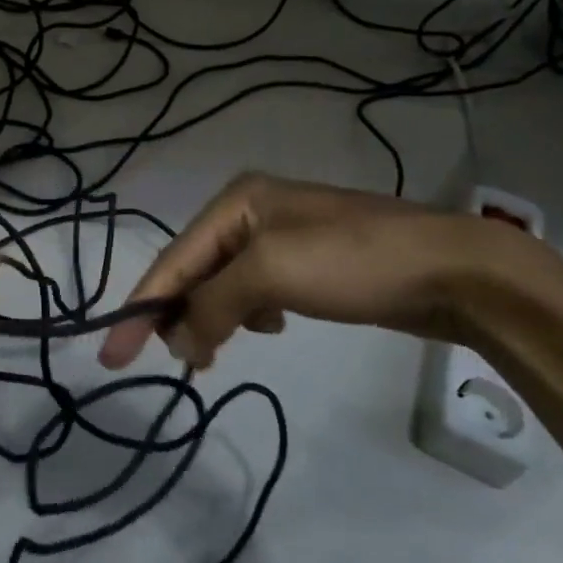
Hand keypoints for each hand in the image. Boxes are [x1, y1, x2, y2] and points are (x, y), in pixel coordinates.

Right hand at [100, 172, 529, 369]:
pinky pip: (255, 293)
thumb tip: (180, 341)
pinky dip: (249, 316)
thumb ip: (213, 304)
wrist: (452, 270)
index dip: (140, 307)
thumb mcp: (270, 272)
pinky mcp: (307, 265)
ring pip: (223, 286)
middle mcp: (251, 213)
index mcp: (236, 201)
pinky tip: (269, 328)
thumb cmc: (352, 260)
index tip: (109, 356)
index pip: (174, 259)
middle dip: (180, 315)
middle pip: (195, 271)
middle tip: (182, 362)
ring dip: (214, 319)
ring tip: (217, 351)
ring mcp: (282, 239)